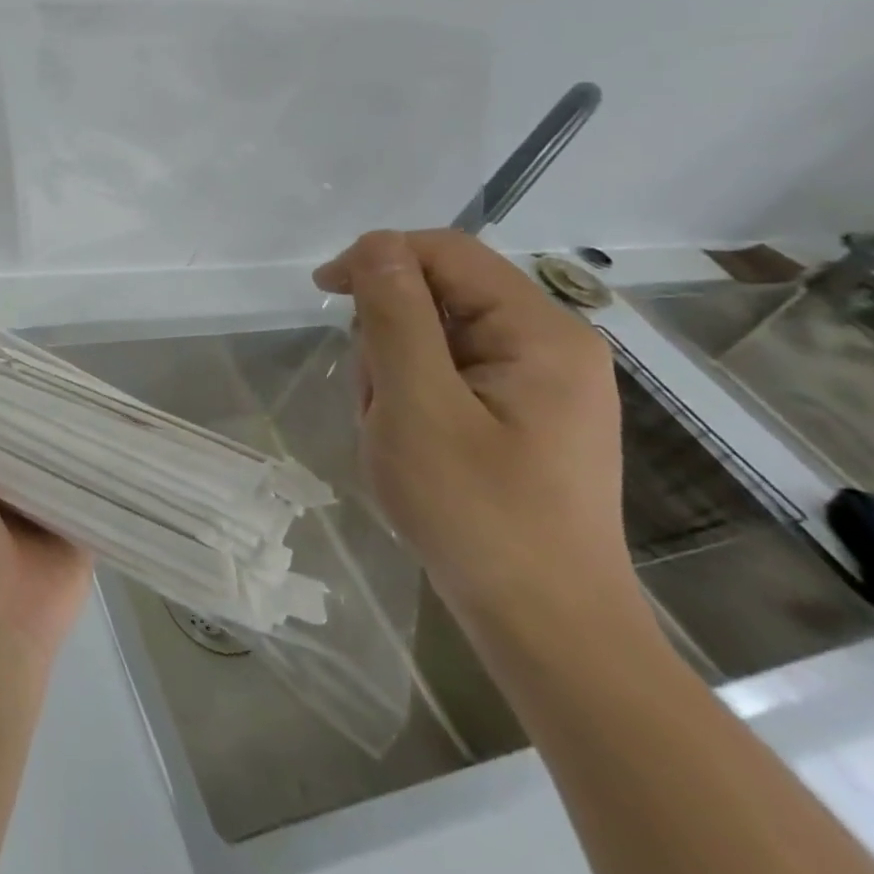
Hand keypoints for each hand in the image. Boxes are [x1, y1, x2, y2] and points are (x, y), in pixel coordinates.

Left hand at [0, 369, 92, 665]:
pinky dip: (105, 464)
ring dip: (79, 432)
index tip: (23, 356)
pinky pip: (95, 486)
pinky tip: (127, 431)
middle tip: (73, 369)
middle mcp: (11, 480)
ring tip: (104, 389)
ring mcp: (47, 501)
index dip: (1, 388)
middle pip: (31, 434)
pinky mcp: (80, 521)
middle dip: (47, 407)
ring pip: (65, 455)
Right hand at [313, 230, 634, 631]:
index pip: (446, 252)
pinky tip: (412, 444)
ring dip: (395, 371)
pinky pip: (449, 374)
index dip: (378, 259)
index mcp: (540, 332)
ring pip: (436, 337)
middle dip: (387, 334)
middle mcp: (550, 345)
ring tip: (393, 431)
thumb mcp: (417, 404)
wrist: (545, 627)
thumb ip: (395, 315)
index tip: (323, 294)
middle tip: (376, 398)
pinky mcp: (523, 414)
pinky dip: (413, 397)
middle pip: (439, 295)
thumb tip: (376, 245)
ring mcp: (540, 383)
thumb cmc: (477, 512)